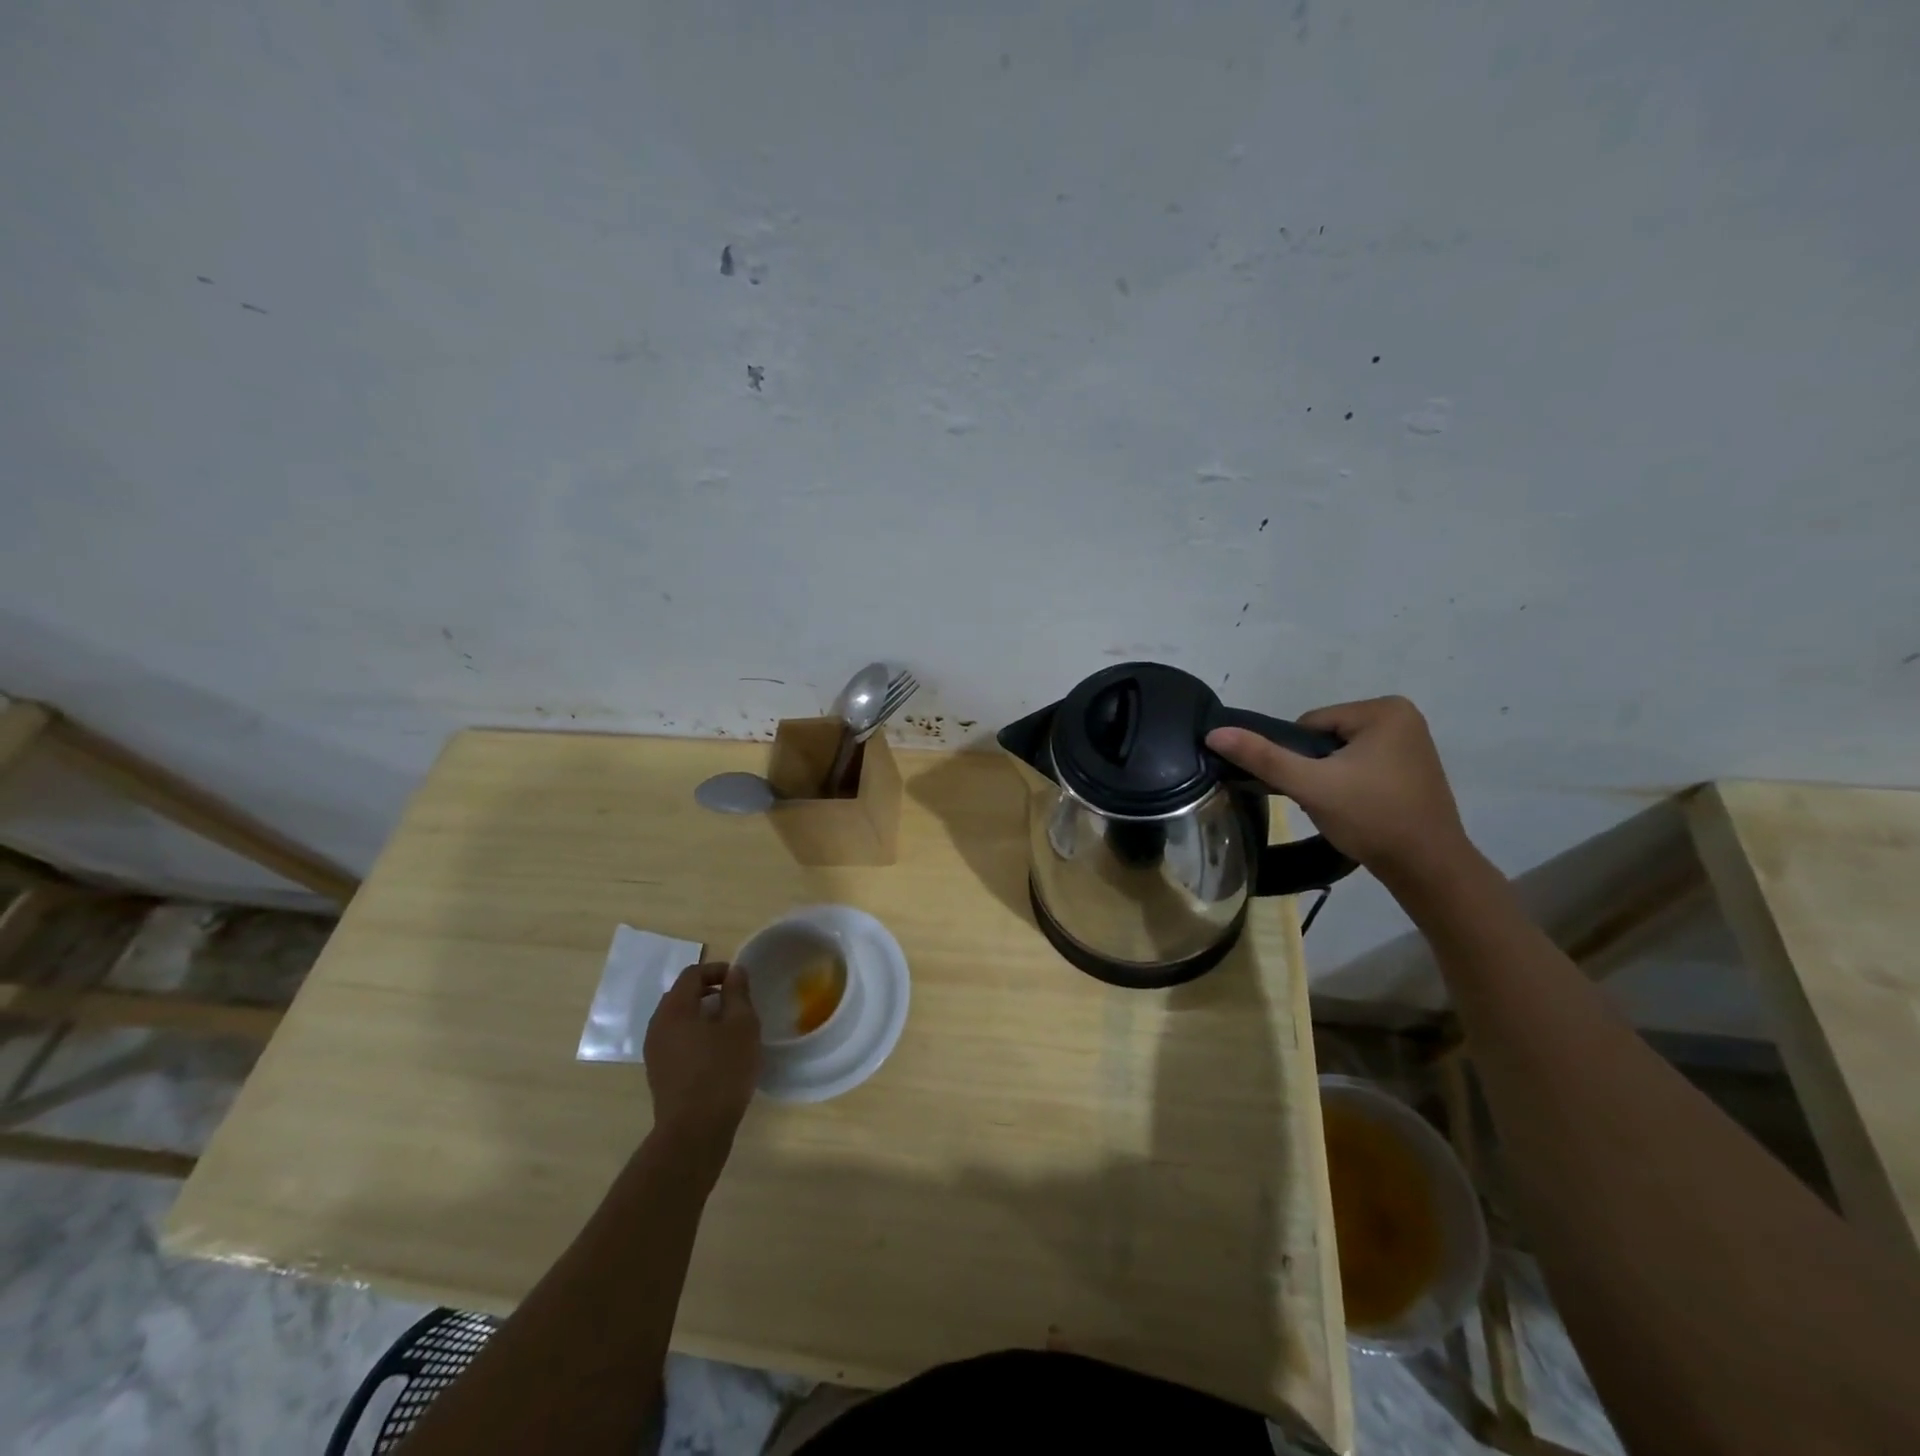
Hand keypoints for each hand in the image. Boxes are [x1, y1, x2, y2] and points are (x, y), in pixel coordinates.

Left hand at [643, 963, 760, 1151]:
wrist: (694, 1131)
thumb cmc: (722, 1071)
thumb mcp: (742, 1026)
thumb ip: (737, 994)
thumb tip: (734, 972)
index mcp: (675, 1009)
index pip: (692, 974)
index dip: (717, 970)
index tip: (740, 981)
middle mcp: (657, 1025)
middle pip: (681, 995)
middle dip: (708, 992)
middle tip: (736, 1002)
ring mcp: (654, 1052)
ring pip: (678, 1020)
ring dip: (701, 1015)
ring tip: (728, 1028)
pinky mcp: (658, 1073)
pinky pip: (676, 1041)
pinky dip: (694, 1035)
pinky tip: (716, 1053)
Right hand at [1206, 696, 1469, 878]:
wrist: (1428, 868)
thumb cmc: (1371, 818)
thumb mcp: (1310, 785)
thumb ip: (1262, 757)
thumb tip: (1214, 732)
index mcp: (1384, 709)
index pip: (1309, 724)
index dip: (1298, 758)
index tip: (1312, 788)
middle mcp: (1403, 717)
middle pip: (1325, 738)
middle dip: (1316, 769)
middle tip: (1326, 801)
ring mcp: (1412, 743)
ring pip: (1341, 755)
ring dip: (1331, 779)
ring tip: (1342, 808)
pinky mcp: (1413, 768)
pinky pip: (1362, 766)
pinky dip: (1351, 786)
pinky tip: (1358, 809)